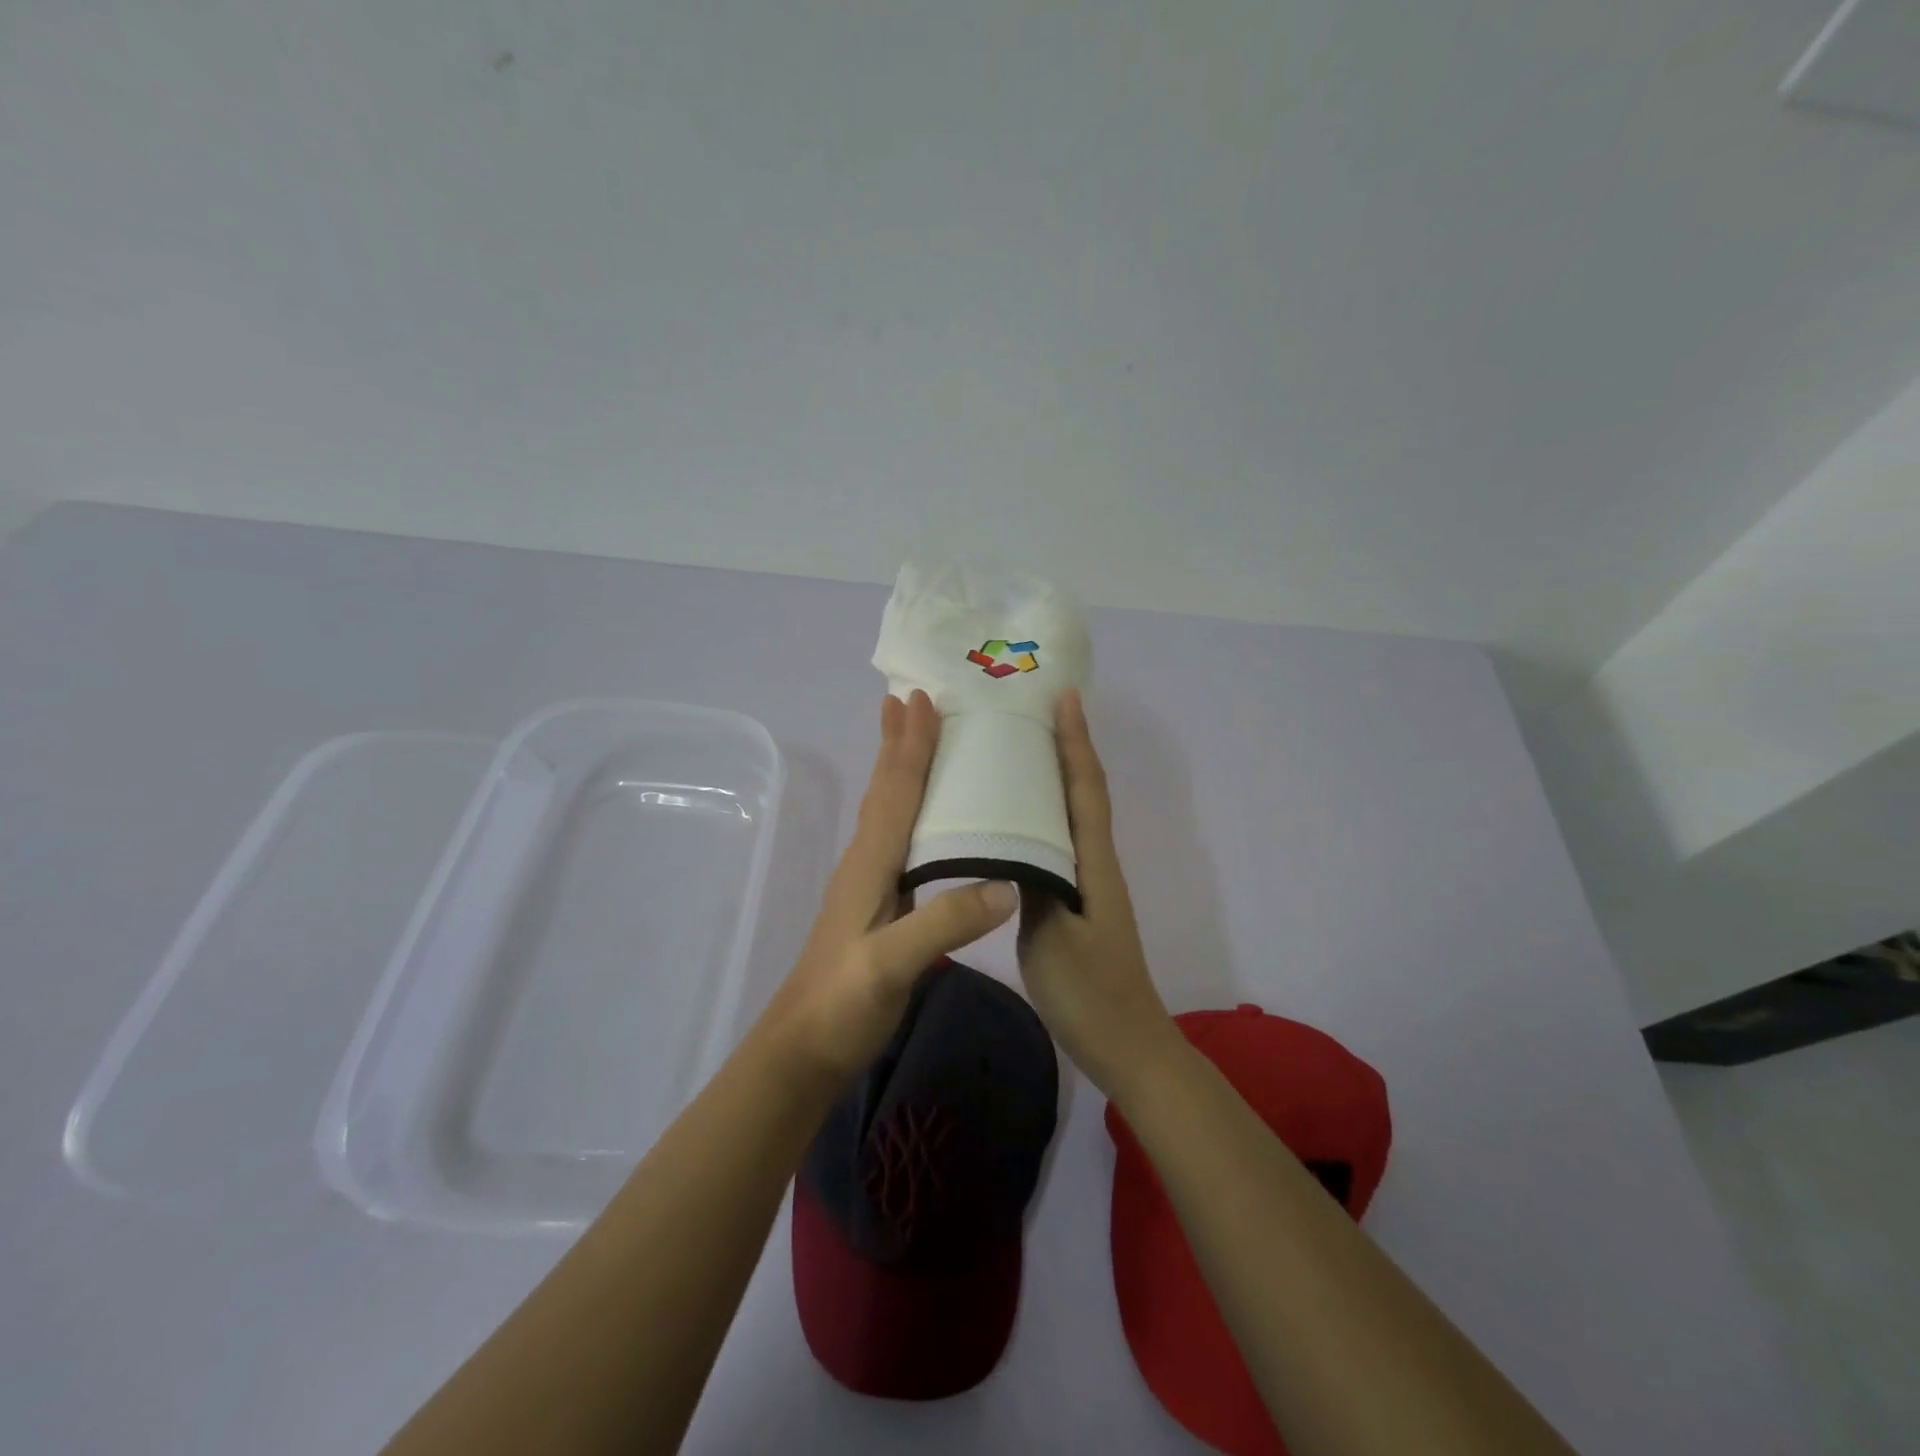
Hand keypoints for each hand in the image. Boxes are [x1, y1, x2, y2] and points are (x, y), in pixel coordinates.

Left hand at [758, 691, 1018, 1084]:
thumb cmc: (841, 1004)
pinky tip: (921, 817)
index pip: (895, 792)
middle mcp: (866, 862)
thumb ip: (944, 923)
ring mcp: (868, 884)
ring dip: (898, 768)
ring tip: (911, 736)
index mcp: (870, 864)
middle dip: (897, 743)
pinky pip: (896, 838)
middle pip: (885, 790)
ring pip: (887, 810)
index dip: (910, 746)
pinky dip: (907, 809)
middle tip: (907, 697)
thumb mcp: (891, 966)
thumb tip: (1007, 882)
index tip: (922, 700)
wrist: (802, 1048)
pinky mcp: (876, 905)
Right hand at [1016, 690, 1183, 1097]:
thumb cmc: (1090, 992)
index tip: (1064, 697)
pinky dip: (1040, 815)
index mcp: (1093, 862)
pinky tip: (1012, 819)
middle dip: (1066, 746)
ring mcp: (1086, 882)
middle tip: (1032, 710)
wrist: (1125, 1044)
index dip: (1076, 741)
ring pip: (1070, 815)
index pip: (1085, 788)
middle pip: (1082, 791)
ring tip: (1017, 749)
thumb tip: (1013, 837)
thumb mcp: (1054, 937)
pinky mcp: (1074, 901)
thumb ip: (1034, 883)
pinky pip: (1057, 842)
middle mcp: (1094, 862)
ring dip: (1053, 776)